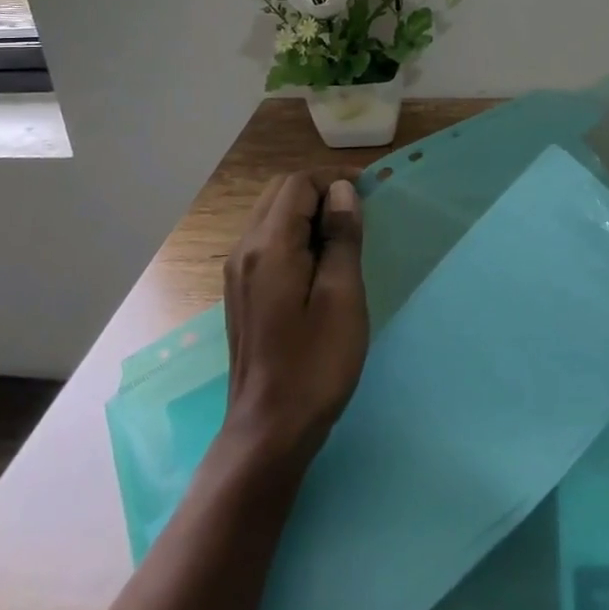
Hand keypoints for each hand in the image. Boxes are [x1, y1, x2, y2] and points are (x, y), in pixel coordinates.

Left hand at [220, 170, 369, 470]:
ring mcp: (237, 272)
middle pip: (280, 193)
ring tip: (345, 233)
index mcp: (268, 246)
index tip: (371, 191)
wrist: (269, 430)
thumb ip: (342, 238)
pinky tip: (320, 260)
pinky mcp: (241, 290)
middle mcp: (244, 250)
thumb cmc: (315, 364)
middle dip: (320, 190)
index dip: (335, 179)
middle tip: (359, 209)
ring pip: (271, 215)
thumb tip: (342, 192)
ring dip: (307, 211)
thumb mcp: (343, 297)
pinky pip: (266, 240)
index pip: (298, 184)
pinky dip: (294, 233)